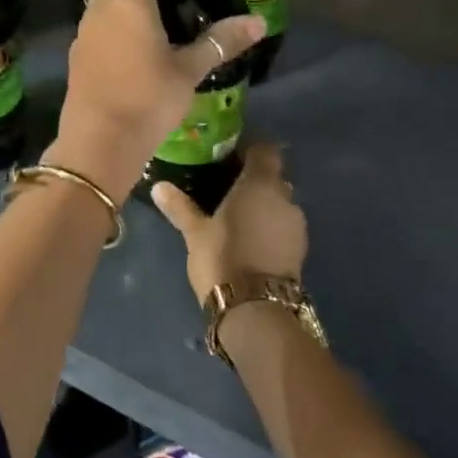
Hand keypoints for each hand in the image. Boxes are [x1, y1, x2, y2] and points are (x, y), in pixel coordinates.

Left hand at [49, 0, 263, 196]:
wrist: (98, 141)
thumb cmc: (148, 99)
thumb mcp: (189, 71)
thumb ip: (220, 42)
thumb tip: (259, 22)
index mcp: (131, 0)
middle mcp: (102, 6)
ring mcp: (84, 30)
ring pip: (103, 1)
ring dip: (124, 3)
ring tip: (154, 24)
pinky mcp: (76, 54)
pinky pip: (96, 27)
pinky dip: (112, 28)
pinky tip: (131, 52)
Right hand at [152, 142, 306, 306]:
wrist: (256, 310)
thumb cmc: (222, 258)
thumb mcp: (195, 232)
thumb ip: (180, 206)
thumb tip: (158, 186)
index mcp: (260, 183)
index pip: (265, 149)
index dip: (250, 147)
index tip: (229, 152)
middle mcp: (284, 197)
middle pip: (272, 176)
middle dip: (253, 177)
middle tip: (225, 184)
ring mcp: (296, 224)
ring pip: (278, 202)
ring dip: (262, 204)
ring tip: (235, 214)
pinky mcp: (299, 248)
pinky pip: (282, 224)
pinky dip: (268, 224)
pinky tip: (248, 237)